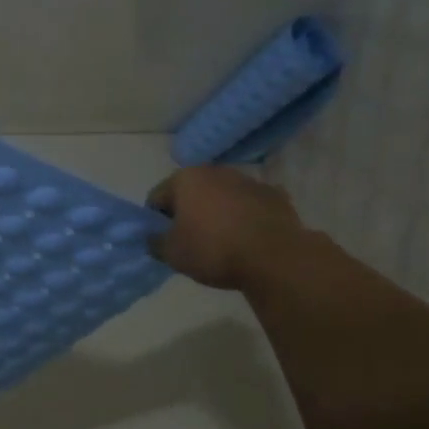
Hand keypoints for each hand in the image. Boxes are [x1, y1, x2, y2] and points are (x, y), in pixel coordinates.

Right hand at [146, 166, 306, 289]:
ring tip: (222, 242)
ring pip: (222, 197)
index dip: (155, 221)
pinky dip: (245, 217)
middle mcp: (215, 171)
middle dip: (188, 213)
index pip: (157, 198)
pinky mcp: (274, 195)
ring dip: (217, 213)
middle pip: (191, 193)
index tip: (164, 241)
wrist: (275, 258)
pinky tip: (248, 239)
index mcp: (185, 178)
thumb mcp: (172, 254)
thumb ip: (155, 242)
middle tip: (191, 242)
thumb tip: (153, 238)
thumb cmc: (213, 250)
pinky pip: (249, 206)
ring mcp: (248, 180)